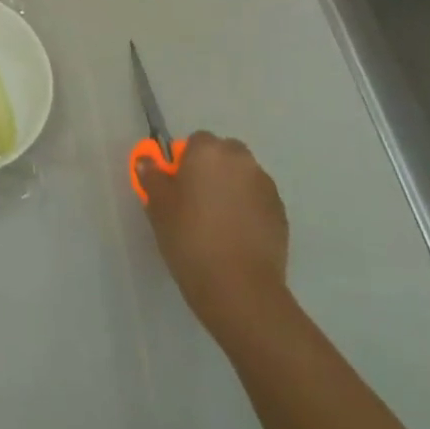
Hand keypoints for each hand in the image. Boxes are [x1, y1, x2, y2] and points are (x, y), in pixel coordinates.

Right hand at [135, 131, 290, 346]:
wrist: (239, 287)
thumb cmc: (190, 237)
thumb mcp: (158, 206)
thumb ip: (152, 177)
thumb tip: (147, 161)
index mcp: (209, 151)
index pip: (195, 141)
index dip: (184, 161)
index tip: (176, 186)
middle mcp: (242, 160)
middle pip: (224, 155)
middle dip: (211, 170)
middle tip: (194, 201)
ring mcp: (266, 187)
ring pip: (243, 178)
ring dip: (231, 189)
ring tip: (216, 222)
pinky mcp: (281, 214)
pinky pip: (257, 201)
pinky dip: (247, 210)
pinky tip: (235, 237)